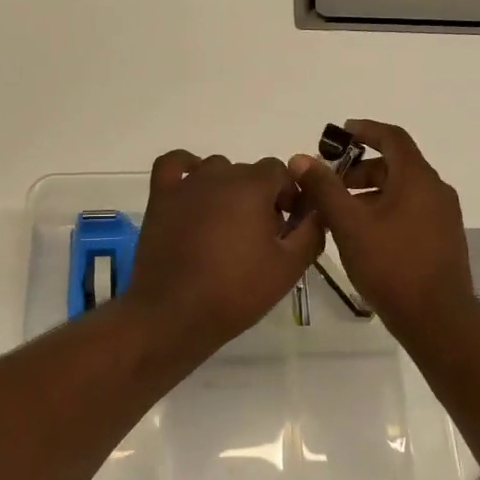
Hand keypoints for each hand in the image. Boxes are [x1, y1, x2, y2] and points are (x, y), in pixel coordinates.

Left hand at [124, 150, 323, 351]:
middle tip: (261, 236)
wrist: (175, 314)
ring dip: (228, 188)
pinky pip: (173, 164)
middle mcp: (219, 175)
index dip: (289, 195)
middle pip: (249, 172)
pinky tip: (194, 188)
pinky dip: (186, 167)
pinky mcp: (160, 197)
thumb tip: (318, 210)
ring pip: (216, 169)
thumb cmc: (236, 291)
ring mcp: (186, 185)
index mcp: (253, 186)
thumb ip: (311, 231)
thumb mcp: (289, 267)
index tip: (288, 226)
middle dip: (261, 197)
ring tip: (229, 225)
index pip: (281, 172)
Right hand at [290, 119, 477, 345]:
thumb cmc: (391, 265)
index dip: (365, 130)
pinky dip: (384, 211)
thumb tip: (301, 158)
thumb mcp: (349, 225)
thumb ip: (324, 189)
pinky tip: (362, 237)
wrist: (436, 318)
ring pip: (401, 191)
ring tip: (338, 216)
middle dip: (359, 170)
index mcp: (417, 179)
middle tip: (328, 186)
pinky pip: (410, 212)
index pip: (393, 137)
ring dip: (369, 194)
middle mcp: (435, 191)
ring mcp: (442, 217)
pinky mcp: (442, 239)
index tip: (339, 134)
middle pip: (395, 165)